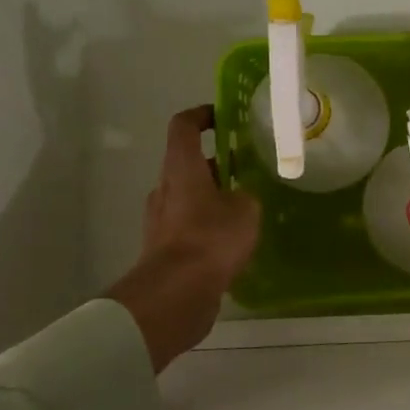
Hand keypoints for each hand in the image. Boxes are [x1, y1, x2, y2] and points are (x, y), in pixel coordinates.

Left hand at [106, 105, 260, 371]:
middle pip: (188, 164)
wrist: (177, 293)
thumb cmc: (211, 239)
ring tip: (247, 208)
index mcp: (181, 168)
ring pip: (190, 197)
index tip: (223, 116)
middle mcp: (166, 188)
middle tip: (248, 169)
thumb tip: (240, 197)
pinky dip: (209, 226)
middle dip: (217, 163)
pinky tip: (234, 241)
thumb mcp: (246, 209)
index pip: (184, 126)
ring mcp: (162, 220)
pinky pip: (189, 226)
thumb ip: (246, 195)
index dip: (202, 115)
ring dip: (214, 197)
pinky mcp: (165, 249)